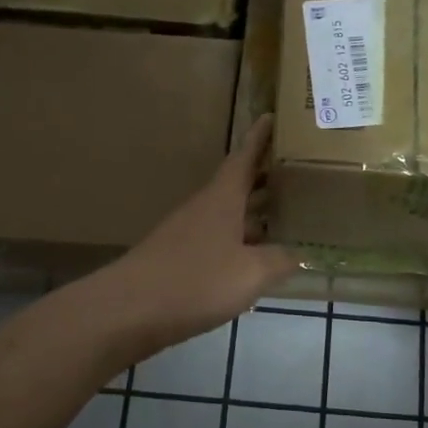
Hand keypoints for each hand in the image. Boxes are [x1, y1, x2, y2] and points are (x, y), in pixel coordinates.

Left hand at [95, 116, 299, 358]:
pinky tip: (253, 260)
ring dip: (253, 213)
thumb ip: (279, 260)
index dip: (259, 138)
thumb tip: (299, 253)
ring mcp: (187, 235)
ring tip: (285, 216)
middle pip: (237, 185)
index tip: (272, 116)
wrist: (128, 311)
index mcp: (222, 199)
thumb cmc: (195, 281)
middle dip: (264, 178)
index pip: (244, 158)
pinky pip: (218, 242)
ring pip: (228, 216)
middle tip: (296, 172)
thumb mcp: (251, 272)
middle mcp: (204, 209)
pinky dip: (239, 243)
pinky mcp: (178, 261)